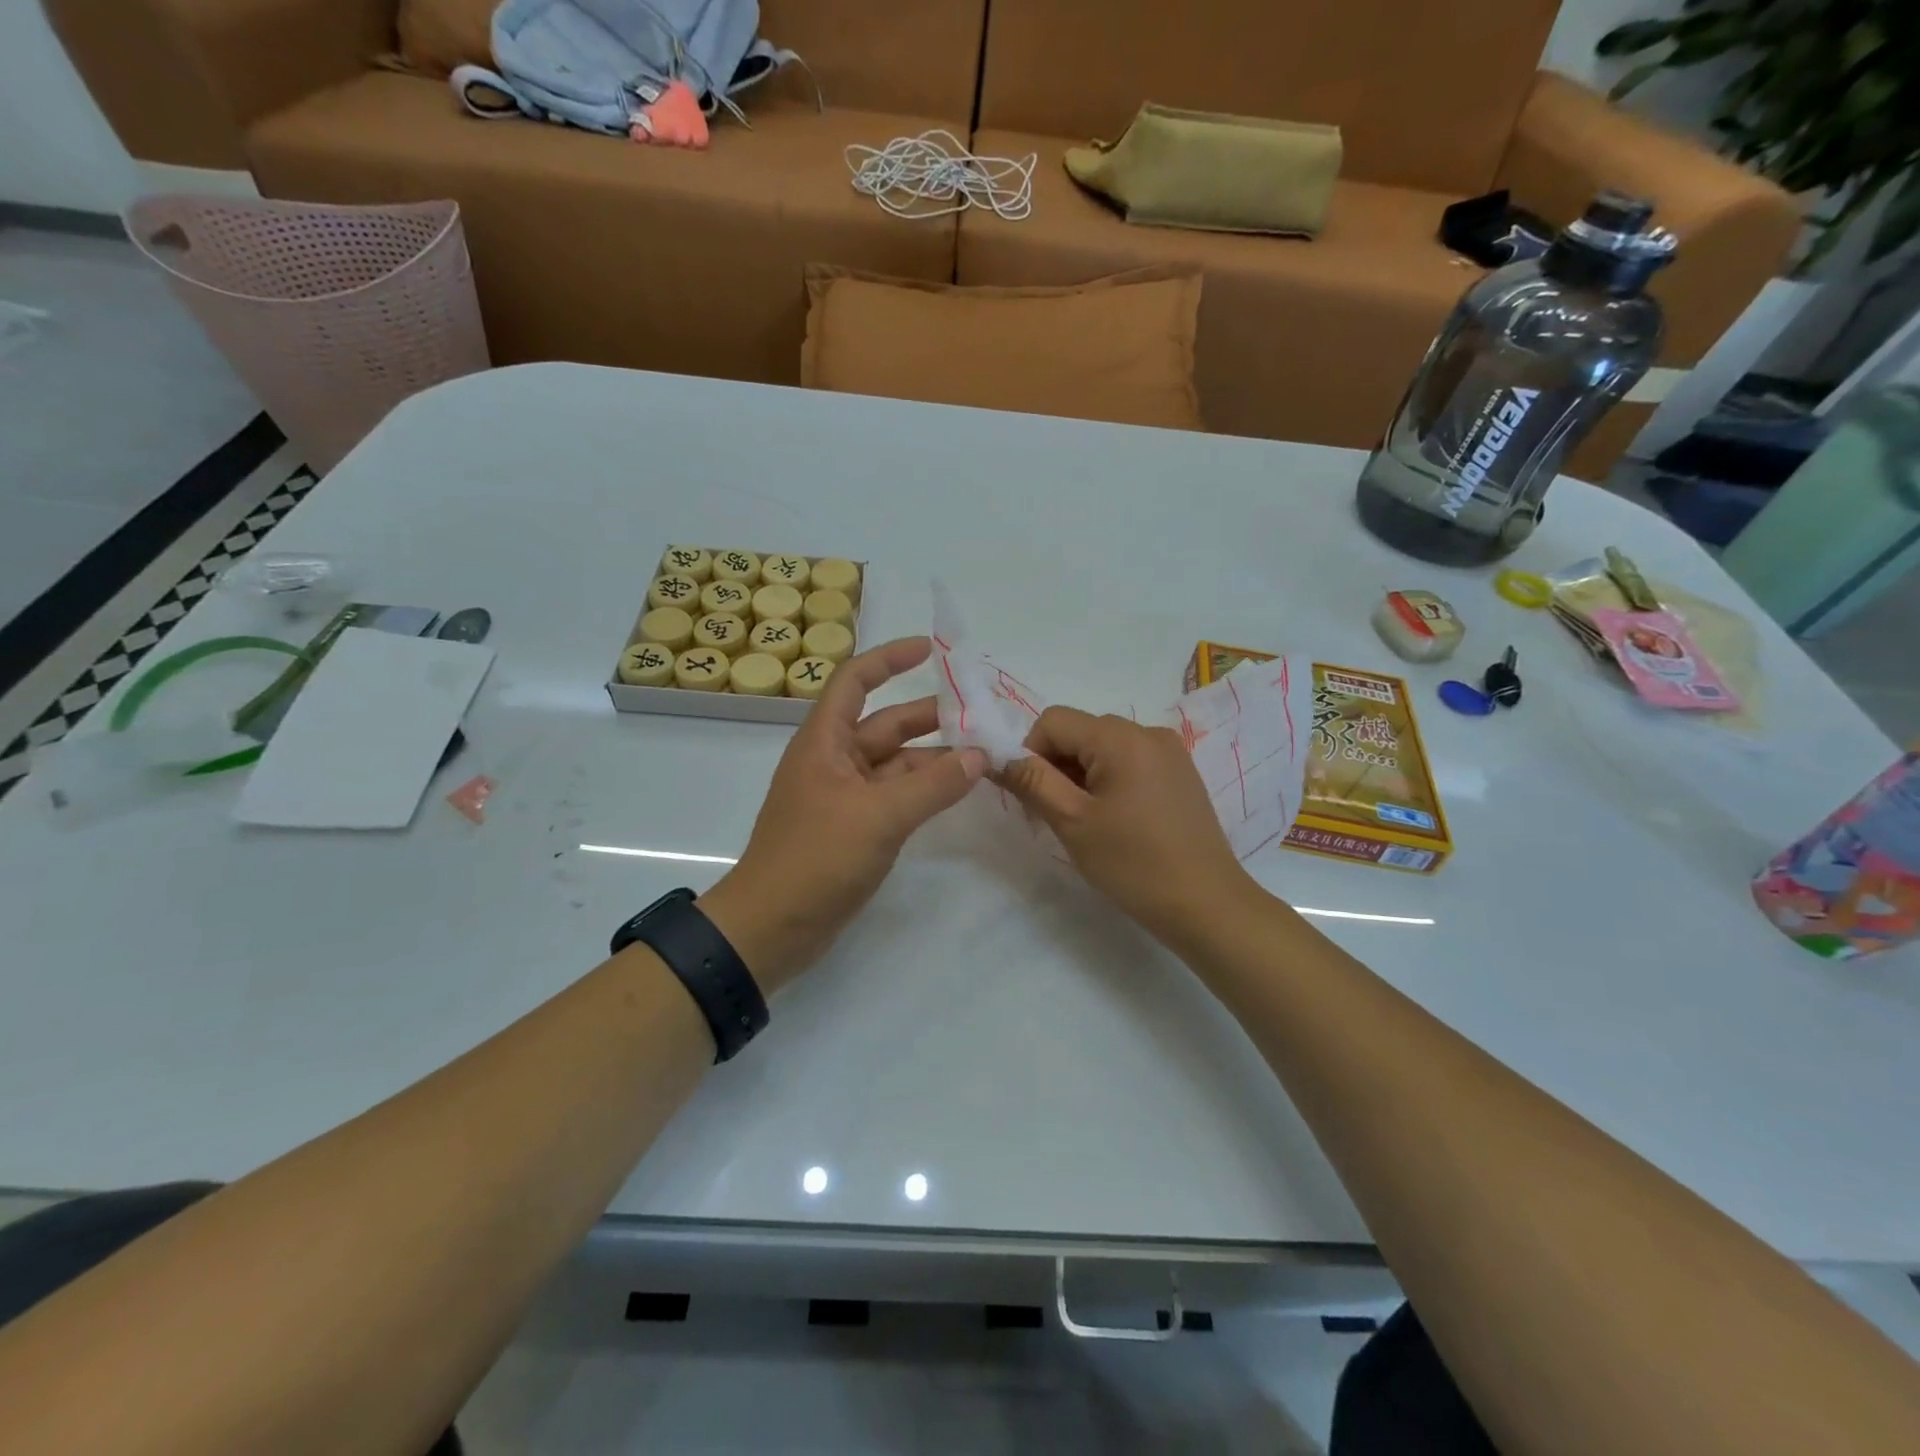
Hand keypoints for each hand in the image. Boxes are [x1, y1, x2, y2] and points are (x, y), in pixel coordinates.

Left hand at [699, 637, 986, 992]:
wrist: (772, 927)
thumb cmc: (816, 858)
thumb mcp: (879, 816)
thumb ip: (933, 785)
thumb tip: (979, 757)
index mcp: (825, 742)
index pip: (856, 681)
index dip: (890, 659)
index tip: (932, 649)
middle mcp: (834, 761)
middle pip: (886, 724)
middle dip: (930, 716)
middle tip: (981, 713)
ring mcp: (845, 797)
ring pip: (897, 764)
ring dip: (935, 758)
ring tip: (983, 755)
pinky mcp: (855, 829)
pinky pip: (896, 797)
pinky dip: (926, 791)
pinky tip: (958, 791)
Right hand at [999, 707, 1253, 947]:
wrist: (1207, 904)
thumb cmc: (1134, 863)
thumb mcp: (1072, 822)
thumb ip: (1032, 781)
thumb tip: (998, 756)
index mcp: (1120, 737)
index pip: (1053, 720)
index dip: (1030, 753)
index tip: (1031, 798)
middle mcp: (1147, 732)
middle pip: (1080, 732)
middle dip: (1055, 766)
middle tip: (1054, 816)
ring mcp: (1169, 752)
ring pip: (1103, 748)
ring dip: (1081, 776)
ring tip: (1087, 823)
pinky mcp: (1180, 773)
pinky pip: (1129, 761)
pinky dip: (1109, 781)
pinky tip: (1116, 821)